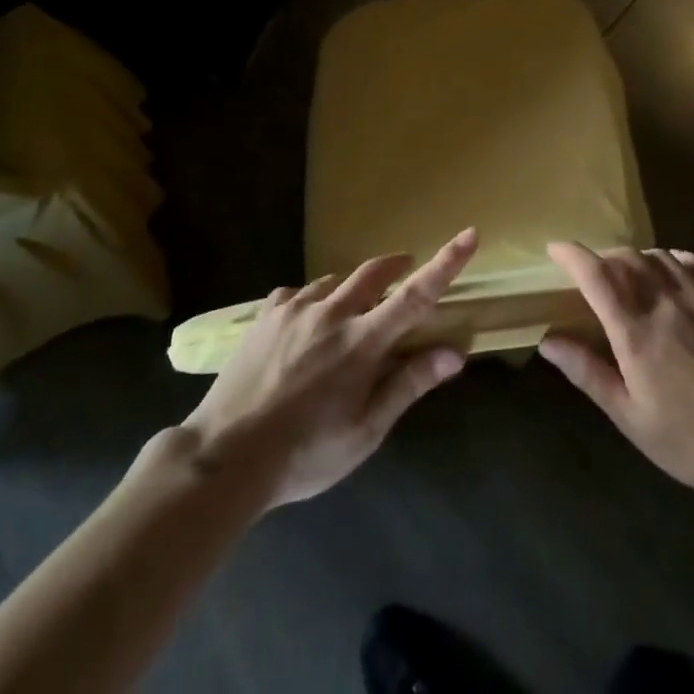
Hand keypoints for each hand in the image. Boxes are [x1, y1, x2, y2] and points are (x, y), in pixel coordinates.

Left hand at [179, 229, 478, 508]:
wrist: (224, 458)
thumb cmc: (305, 454)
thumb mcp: (365, 432)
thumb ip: (408, 385)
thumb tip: (455, 353)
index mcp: (361, 343)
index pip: (415, 295)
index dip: (446, 263)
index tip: (469, 235)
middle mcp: (332, 313)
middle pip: (374, 272)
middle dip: (396, 265)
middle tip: (405, 271)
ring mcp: (295, 308)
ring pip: (335, 281)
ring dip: (353, 287)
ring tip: (352, 310)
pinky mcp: (267, 314)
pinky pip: (299, 293)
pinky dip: (314, 299)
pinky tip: (308, 321)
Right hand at [539, 242, 693, 502]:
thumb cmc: (693, 439)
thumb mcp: (632, 418)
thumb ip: (589, 373)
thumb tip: (549, 341)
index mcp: (636, 332)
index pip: (596, 276)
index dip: (571, 255)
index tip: (555, 249)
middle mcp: (664, 302)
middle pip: (624, 257)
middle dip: (601, 258)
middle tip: (591, 276)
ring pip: (655, 254)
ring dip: (633, 258)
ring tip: (627, 277)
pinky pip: (688, 260)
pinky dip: (667, 259)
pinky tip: (666, 275)